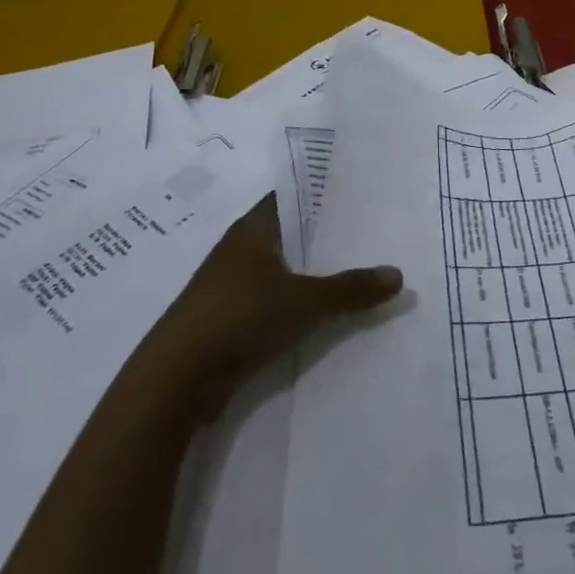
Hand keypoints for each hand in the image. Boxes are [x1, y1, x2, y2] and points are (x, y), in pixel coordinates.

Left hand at [152, 193, 403, 423]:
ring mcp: (232, 286)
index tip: (360, 194)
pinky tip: (326, 312)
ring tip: (358, 271)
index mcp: (253, 228)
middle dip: (326, 236)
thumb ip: (350, 288)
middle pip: (291, 234)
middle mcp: (240, 249)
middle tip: (372, 233)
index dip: (324, 194)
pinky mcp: (229, 320)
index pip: (293, 197)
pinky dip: (297, 303)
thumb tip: (399, 274)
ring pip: (283, 269)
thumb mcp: (304, 301)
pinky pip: (273, 301)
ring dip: (312, 273)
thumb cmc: (239, 317)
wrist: (175, 379)